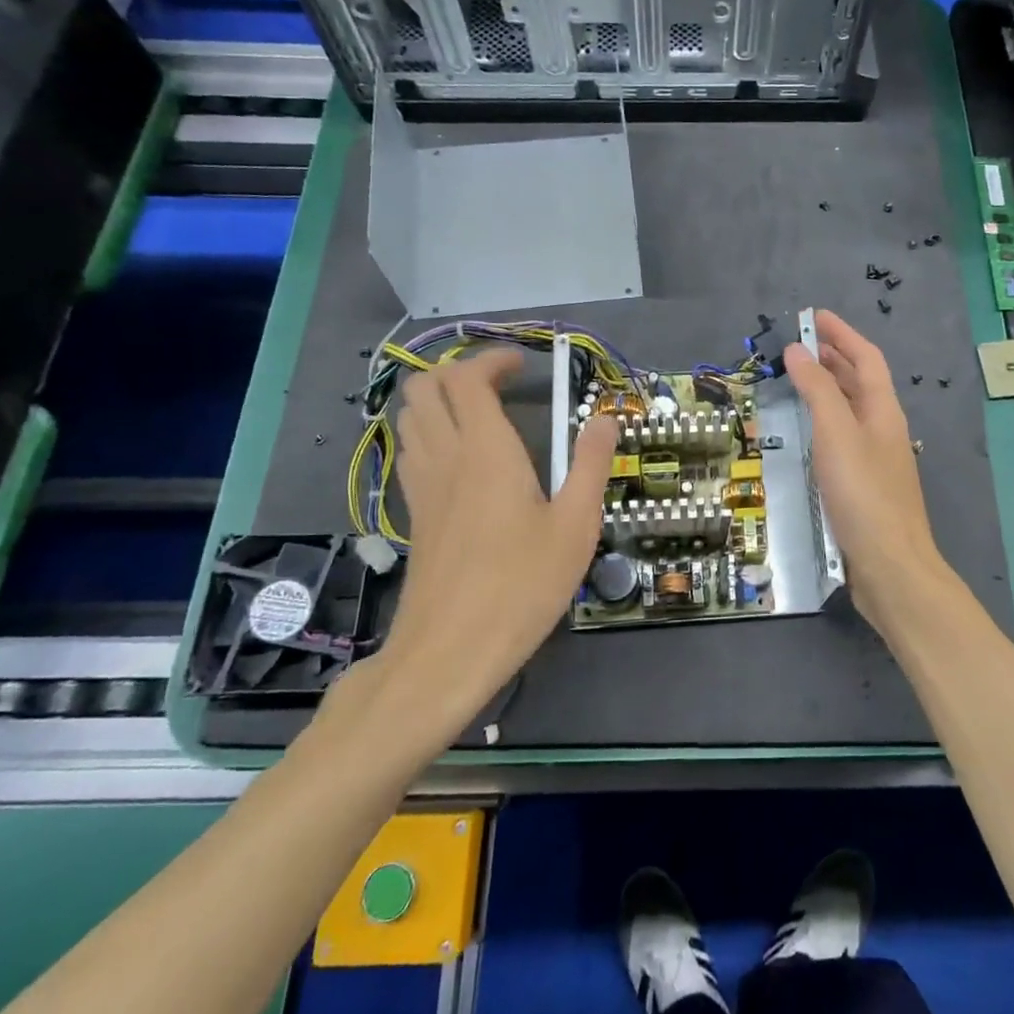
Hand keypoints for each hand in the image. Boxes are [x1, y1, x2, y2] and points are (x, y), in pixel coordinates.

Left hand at [370, 348, 618, 725]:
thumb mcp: (575, 526)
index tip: (523, 368)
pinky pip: (411, 451)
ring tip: (483, 416)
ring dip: (440, 401)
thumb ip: (589, 464)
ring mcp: (422, 486)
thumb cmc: (521, 586)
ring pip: (409, 417)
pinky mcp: (414, 514)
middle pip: (424, 388)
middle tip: (501, 386)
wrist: (449, 652)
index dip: (491, 360)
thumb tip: (604, 417)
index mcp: (485, 451)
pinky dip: (430, 433)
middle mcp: (445, 457)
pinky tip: (464, 460)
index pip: (466, 379)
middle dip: (458, 372)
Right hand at [783, 310, 943, 628]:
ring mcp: (876, 458)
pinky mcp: (864, 484)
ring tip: (797, 379)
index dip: (842, 334)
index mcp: (883, 410)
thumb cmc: (863, 494)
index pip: (866, 357)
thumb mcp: (836, 434)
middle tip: (798, 345)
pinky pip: (843, 437)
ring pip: (851, 410)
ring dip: (827, 388)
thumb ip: (817, 389)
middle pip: (860, 381)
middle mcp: (883, 428)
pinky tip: (806, 433)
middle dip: (833, 357)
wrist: (890, 566)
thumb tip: (797, 350)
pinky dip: (824, 421)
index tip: (813, 316)